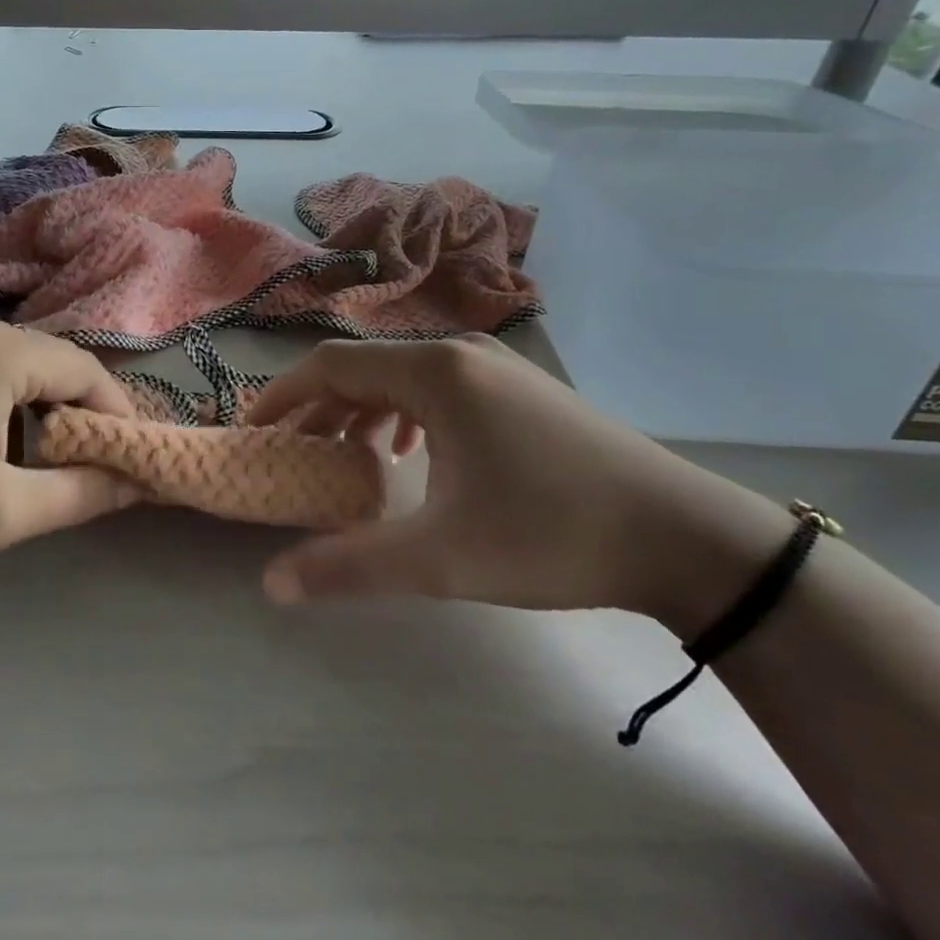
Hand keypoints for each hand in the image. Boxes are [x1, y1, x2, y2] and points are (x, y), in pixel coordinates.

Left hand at [0, 314, 139, 576]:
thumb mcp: (0, 510)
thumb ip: (81, 494)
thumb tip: (138, 482)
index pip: (89, 373)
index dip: (118, 419)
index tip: (130, 465)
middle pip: (55, 365)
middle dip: (80, 418)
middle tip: (88, 471)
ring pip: (20, 369)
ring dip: (41, 415)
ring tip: (37, 469)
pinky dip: (4, 407)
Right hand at [246, 337, 794, 630]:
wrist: (686, 536)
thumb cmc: (552, 533)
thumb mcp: (442, 557)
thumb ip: (350, 566)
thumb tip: (272, 584)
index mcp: (434, 373)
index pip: (331, 367)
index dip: (282, 397)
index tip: (254, 433)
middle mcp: (460, 354)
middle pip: (364, 367)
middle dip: (319, 407)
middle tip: (291, 451)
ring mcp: (497, 368)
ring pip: (403, 376)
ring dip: (361, 409)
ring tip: (344, 453)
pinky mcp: (522, 389)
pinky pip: (439, 386)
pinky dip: (404, 412)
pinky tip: (411, 451)